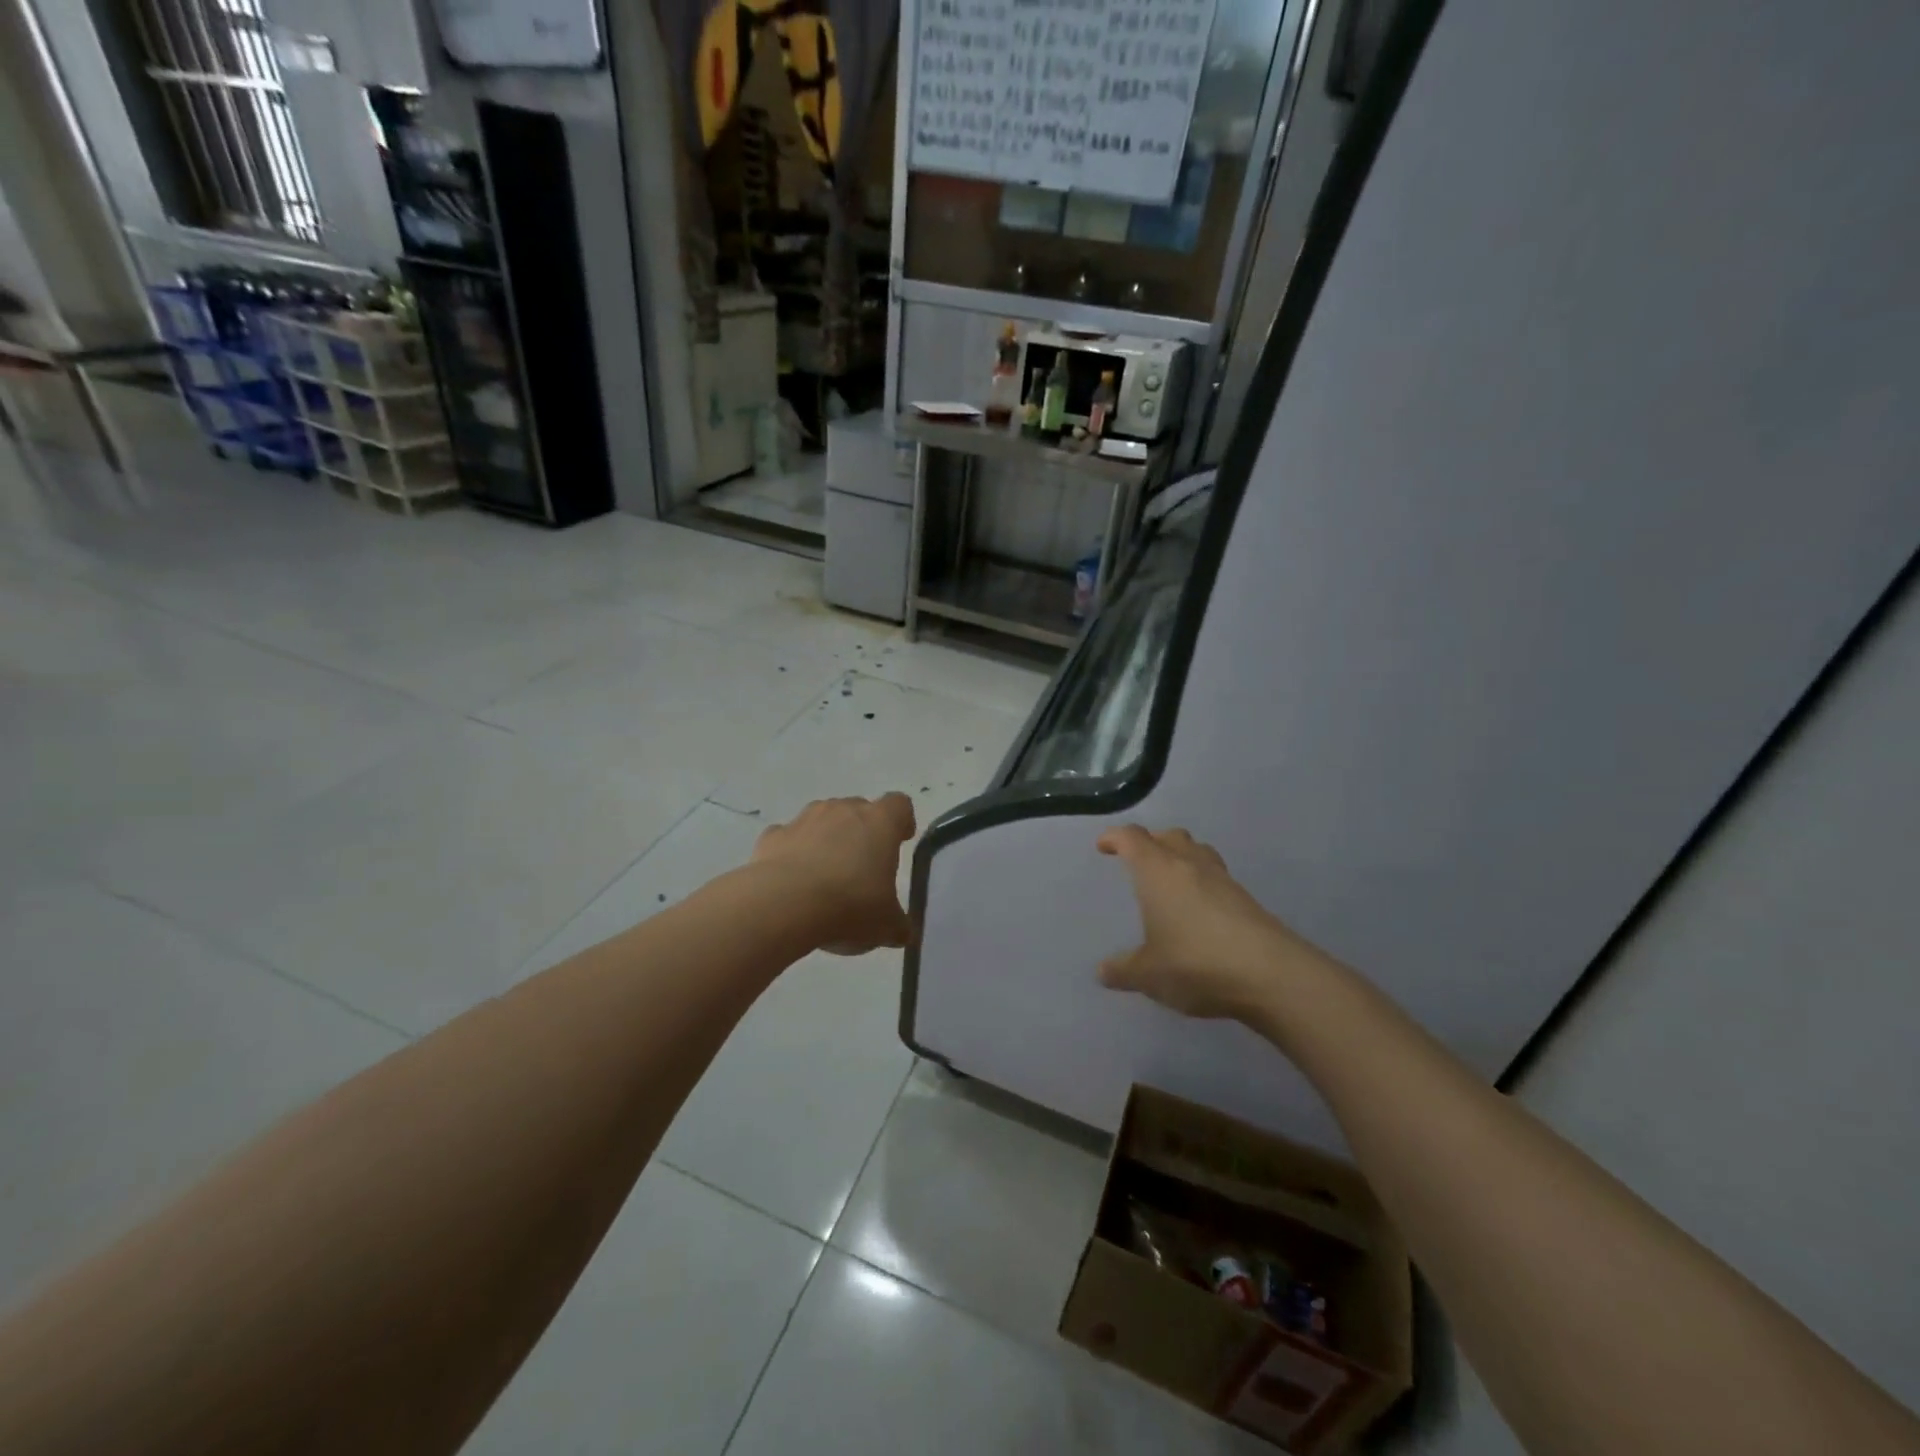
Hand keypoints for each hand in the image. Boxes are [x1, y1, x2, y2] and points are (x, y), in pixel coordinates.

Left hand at [751, 793, 917, 953]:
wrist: (784, 905)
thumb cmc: (850, 906)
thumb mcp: (886, 926)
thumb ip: (898, 924)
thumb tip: (902, 932)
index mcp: (880, 823)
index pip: (899, 805)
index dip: (901, 821)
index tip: (900, 840)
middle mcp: (843, 810)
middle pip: (858, 809)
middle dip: (862, 831)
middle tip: (862, 865)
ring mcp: (804, 819)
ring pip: (822, 819)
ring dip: (826, 839)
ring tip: (825, 875)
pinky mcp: (772, 836)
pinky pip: (789, 838)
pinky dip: (792, 853)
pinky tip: (792, 881)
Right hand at [1096, 825, 1334, 1020]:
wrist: (1271, 974)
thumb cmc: (1196, 963)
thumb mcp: (1148, 974)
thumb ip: (1123, 970)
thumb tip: (1102, 971)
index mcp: (1158, 871)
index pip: (1132, 838)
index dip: (1115, 838)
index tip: (1103, 846)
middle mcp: (1190, 865)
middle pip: (1169, 836)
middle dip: (1151, 842)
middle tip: (1137, 861)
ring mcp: (1223, 880)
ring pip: (1197, 851)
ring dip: (1180, 856)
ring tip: (1170, 880)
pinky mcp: (1247, 899)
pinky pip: (1216, 876)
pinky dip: (1202, 882)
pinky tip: (1199, 910)